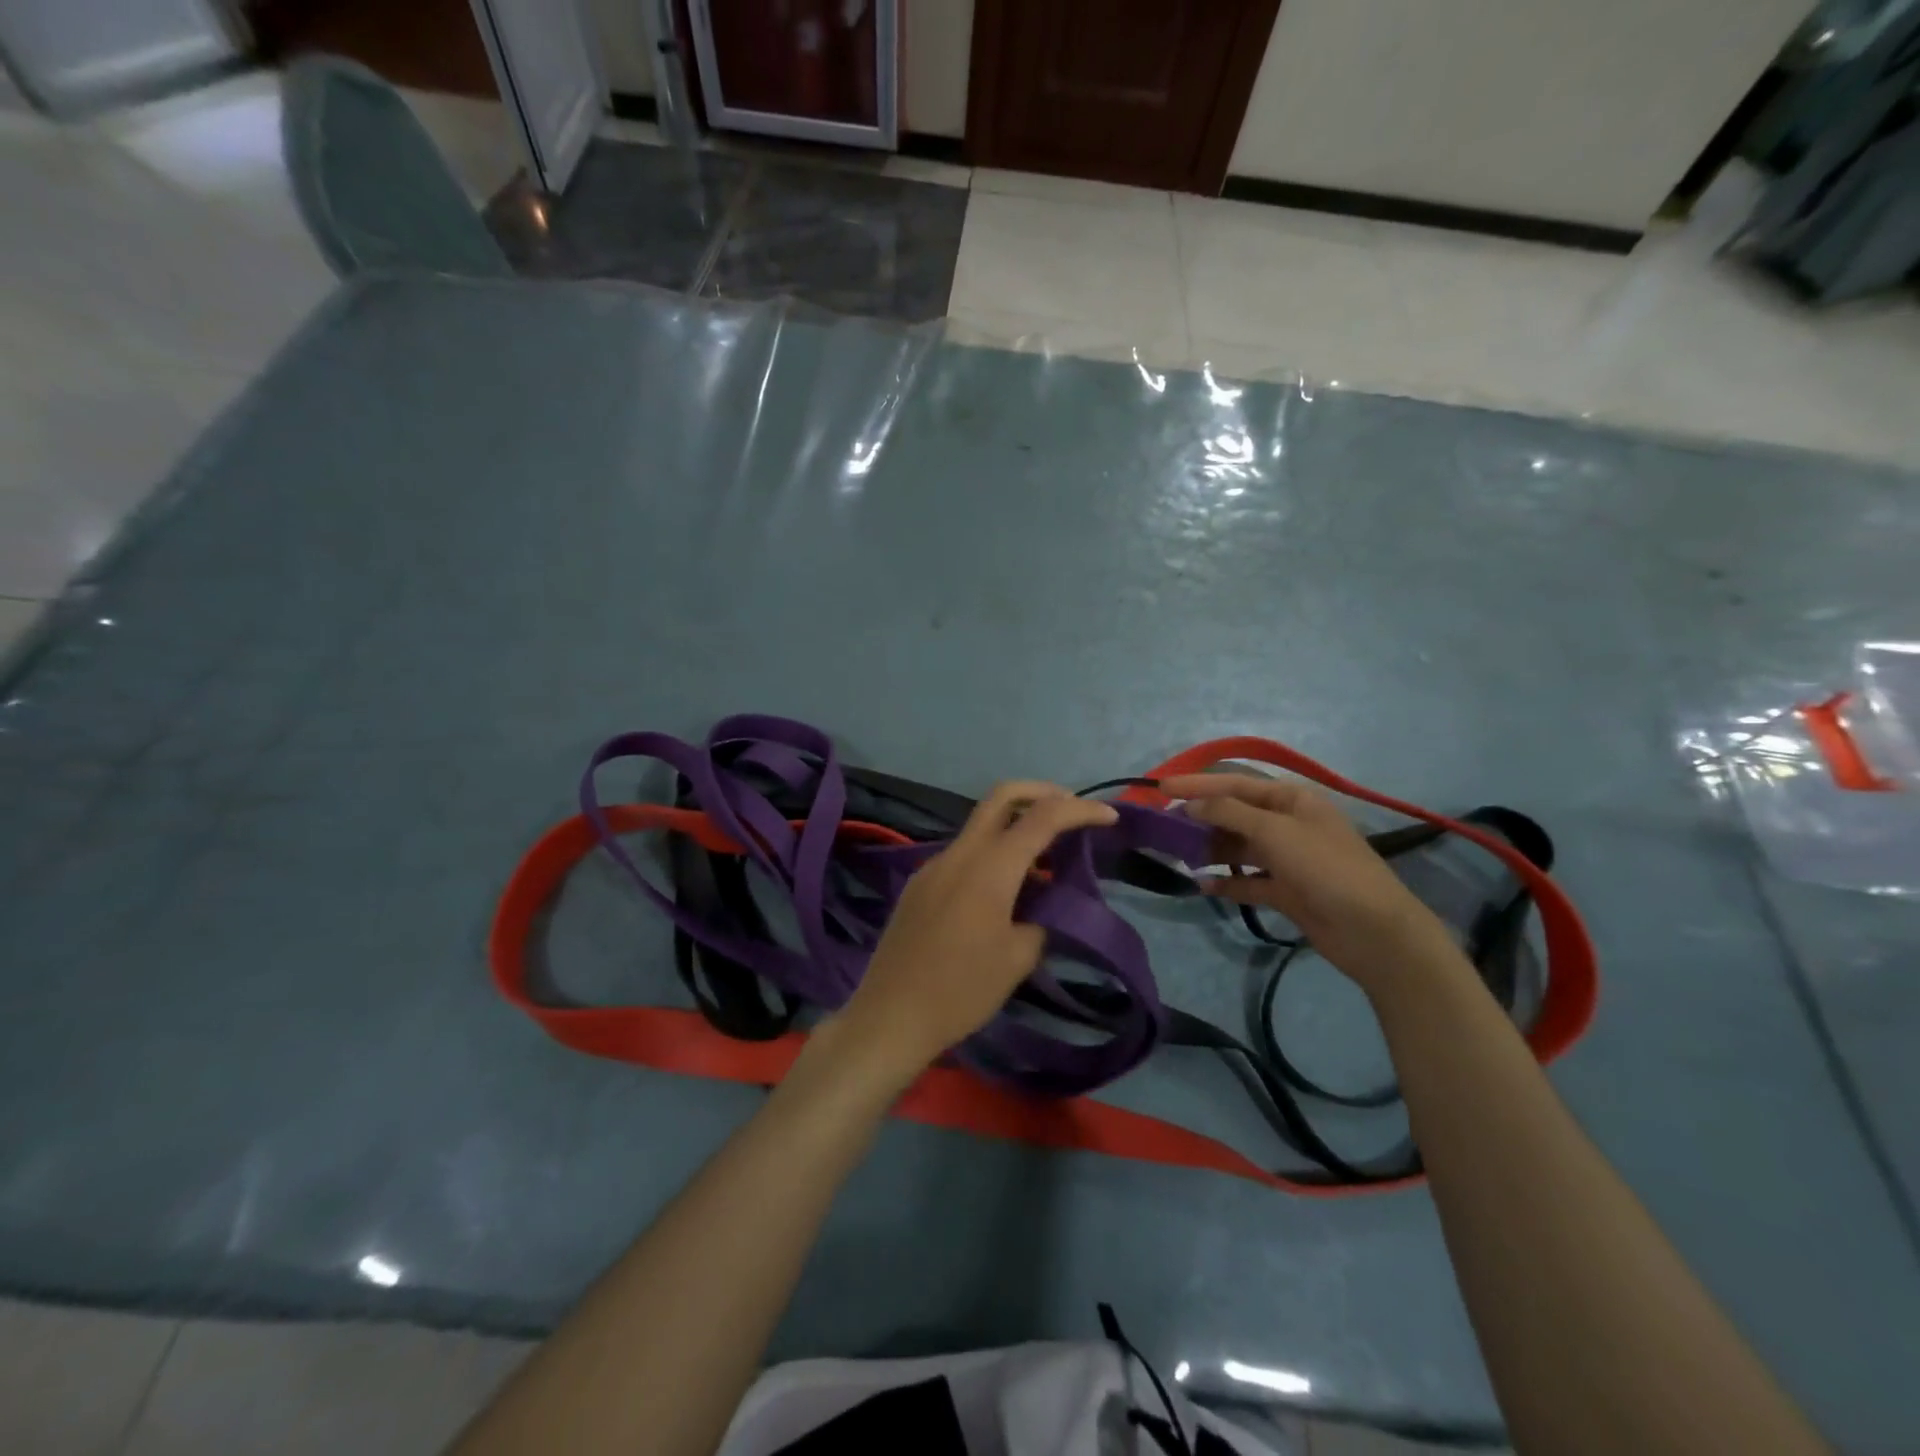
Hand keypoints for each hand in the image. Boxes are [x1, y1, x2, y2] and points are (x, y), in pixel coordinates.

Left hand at [831, 781, 1118, 1086]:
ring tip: (1045, 863)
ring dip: (1015, 828)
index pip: (1042, 818)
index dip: (1080, 810)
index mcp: (989, 867)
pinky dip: (992, 854)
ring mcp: (934, 865)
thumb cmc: (961, 990)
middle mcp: (959, 853)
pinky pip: (963, 853)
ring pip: (981, 825)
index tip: (1110, 817)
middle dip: (1041, 792)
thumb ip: (1042, 919)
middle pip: (1002, 796)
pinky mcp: (919, 883)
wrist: (890, 1016)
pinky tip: (1005, 890)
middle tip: (1071, 811)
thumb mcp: (1018, 959)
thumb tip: (1046, 906)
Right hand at [1161, 772, 1459, 994]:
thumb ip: (1229, 812)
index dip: (1198, 784)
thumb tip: (1192, 803)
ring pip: (1239, 847)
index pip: (1236, 783)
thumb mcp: (1275, 831)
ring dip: (1211, 848)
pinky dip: (1227, 881)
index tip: (1161, 788)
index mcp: (1293, 800)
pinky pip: (1248, 881)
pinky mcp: (1287, 891)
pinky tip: (1201, 884)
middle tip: (1162, 824)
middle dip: (1201, 817)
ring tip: (1177, 853)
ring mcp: (1289, 859)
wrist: (1375, 932)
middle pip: (1236, 814)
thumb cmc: (1325, 868)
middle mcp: (1289, 824)